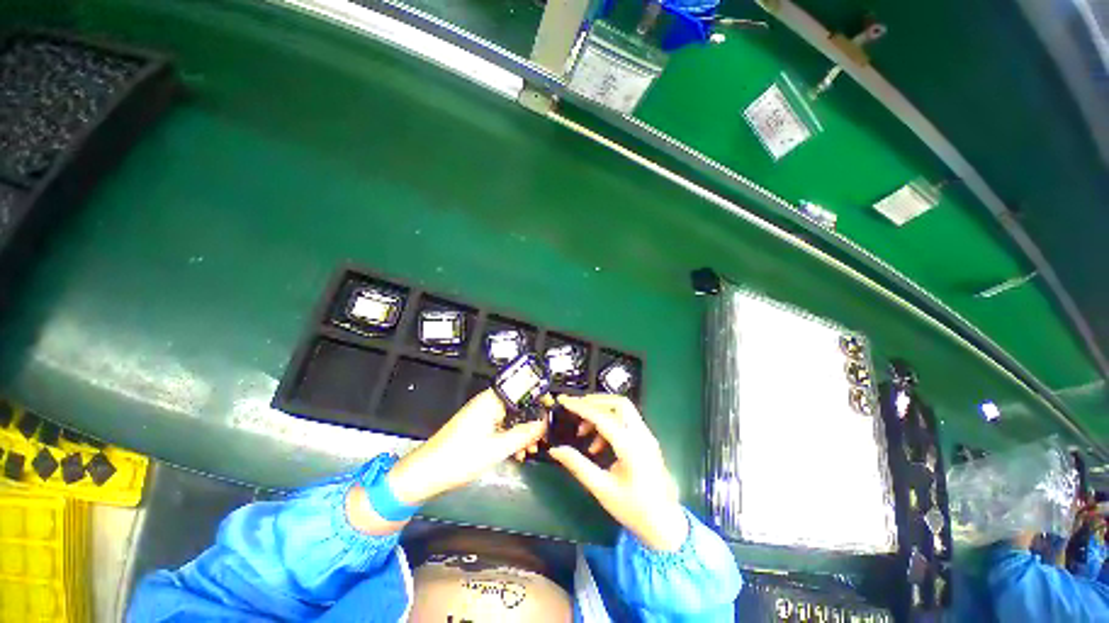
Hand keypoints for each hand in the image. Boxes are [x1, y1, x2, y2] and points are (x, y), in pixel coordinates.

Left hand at [387, 390, 547, 504]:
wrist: (425, 474)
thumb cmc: (461, 458)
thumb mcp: (498, 448)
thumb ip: (524, 434)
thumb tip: (544, 423)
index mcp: (492, 400)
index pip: (522, 389)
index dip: (539, 397)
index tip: (552, 411)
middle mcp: (488, 402)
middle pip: (518, 404)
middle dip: (532, 420)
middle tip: (541, 438)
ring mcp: (482, 413)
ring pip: (510, 416)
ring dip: (522, 431)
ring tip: (530, 450)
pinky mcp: (477, 425)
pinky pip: (501, 425)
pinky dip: (510, 436)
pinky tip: (517, 453)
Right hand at [548, 394, 687, 551]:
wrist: (666, 526)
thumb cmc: (634, 510)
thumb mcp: (602, 489)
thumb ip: (577, 465)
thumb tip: (555, 450)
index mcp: (631, 447)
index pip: (602, 417)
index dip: (581, 407)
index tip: (564, 401)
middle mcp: (642, 435)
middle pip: (618, 403)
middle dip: (595, 402)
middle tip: (575, 410)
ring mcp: (647, 437)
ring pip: (624, 410)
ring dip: (602, 413)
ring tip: (583, 432)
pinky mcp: (647, 441)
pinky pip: (627, 421)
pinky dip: (610, 424)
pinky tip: (597, 445)